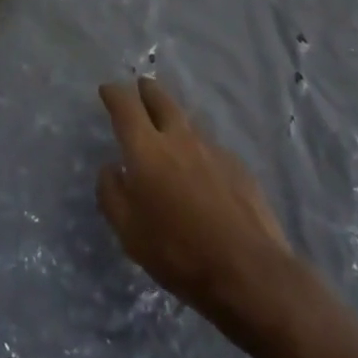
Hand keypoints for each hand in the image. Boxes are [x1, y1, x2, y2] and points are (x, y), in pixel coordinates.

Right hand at [97, 77, 293, 327]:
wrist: (249, 271)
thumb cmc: (178, 251)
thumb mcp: (129, 232)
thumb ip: (112, 194)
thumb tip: (111, 168)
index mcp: (146, 149)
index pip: (125, 106)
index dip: (114, 93)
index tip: (107, 90)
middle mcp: (179, 138)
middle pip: (161, 99)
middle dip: (147, 90)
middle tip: (141, 87)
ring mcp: (212, 149)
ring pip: (188, 121)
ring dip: (174, 117)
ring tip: (169, 125)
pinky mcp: (238, 166)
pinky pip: (210, 147)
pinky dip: (198, 148)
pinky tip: (201, 168)